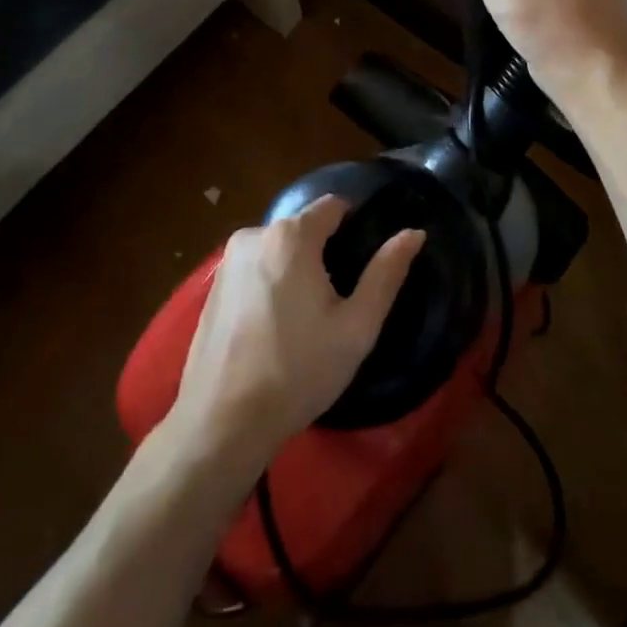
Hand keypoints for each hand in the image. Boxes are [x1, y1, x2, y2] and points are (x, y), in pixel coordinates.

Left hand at [167, 196, 422, 474]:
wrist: (222, 421)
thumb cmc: (298, 371)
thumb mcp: (356, 327)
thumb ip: (386, 273)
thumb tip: (414, 233)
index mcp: (290, 236)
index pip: (333, 205)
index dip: (355, 225)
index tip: (366, 260)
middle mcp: (254, 235)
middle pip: (304, 228)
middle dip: (325, 252)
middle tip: (340, 301)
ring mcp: (227, 261)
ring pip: (278, 250)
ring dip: (296, 270)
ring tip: (308, 319)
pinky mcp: (211, 286)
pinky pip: (254, 270)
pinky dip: (270, 285)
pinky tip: (276, 328)